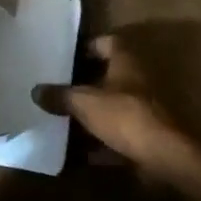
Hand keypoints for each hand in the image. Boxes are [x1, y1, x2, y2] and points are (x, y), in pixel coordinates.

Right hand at [32, 36, 198, 174]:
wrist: (165, 158)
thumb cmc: (124, 116)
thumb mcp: (85, 103)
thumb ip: (60, 96)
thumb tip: (36, 91)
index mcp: (125, 63)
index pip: (108, 42)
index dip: (88, 46)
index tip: (67, 54)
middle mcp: (137, 82)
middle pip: (107, 77)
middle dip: (84, 84)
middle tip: (57, 87)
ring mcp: (143, 111)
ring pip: (111, 108)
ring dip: (90, 114)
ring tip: (61, 118)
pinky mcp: (145, 138)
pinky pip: (115, 136)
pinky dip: (98, 143)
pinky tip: (76, 152)